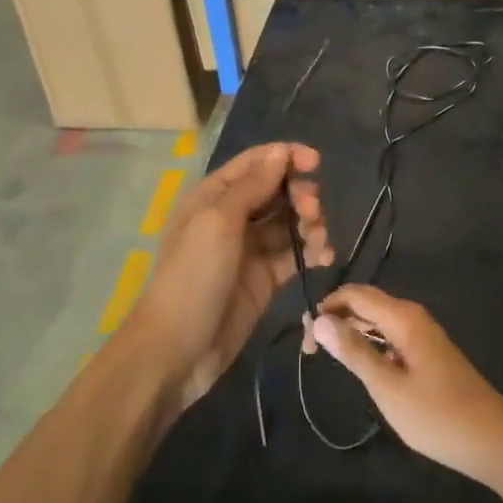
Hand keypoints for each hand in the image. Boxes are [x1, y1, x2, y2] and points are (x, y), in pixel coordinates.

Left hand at [124, 143, 329, 413]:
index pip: (255, 163)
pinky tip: (325, 256)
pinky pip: (294, 254)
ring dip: (310, 223)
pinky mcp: (265, 278)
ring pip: (289, 222)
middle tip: (313, 211)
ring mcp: (250, 249)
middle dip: (300, 194)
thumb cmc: (193, 276)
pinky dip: (312, 250)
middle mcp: (233, 217)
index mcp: (214, 196)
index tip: (316, 163)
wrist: (177, 350)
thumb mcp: (219, 222)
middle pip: (277, 191)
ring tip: (319, 238)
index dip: (286, 157)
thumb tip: (280, 151)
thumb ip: (252, 185)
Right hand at [303, 285, 502, 486]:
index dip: (326, 308)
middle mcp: (413, 317)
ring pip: (379, 320)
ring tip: (328, 355)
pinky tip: (362, 365)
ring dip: (352, 331)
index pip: (356, 295)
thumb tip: (319, 320)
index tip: (304, 338)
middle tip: (310, 351)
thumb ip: (354, 352)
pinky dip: (370, 343)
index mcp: (404, 317)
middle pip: (366, 303)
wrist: (493, 440)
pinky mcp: (428, 353)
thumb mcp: (388, 387)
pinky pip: (391, 335)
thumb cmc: (437, 416)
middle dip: (336, 318)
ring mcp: (423, 335)